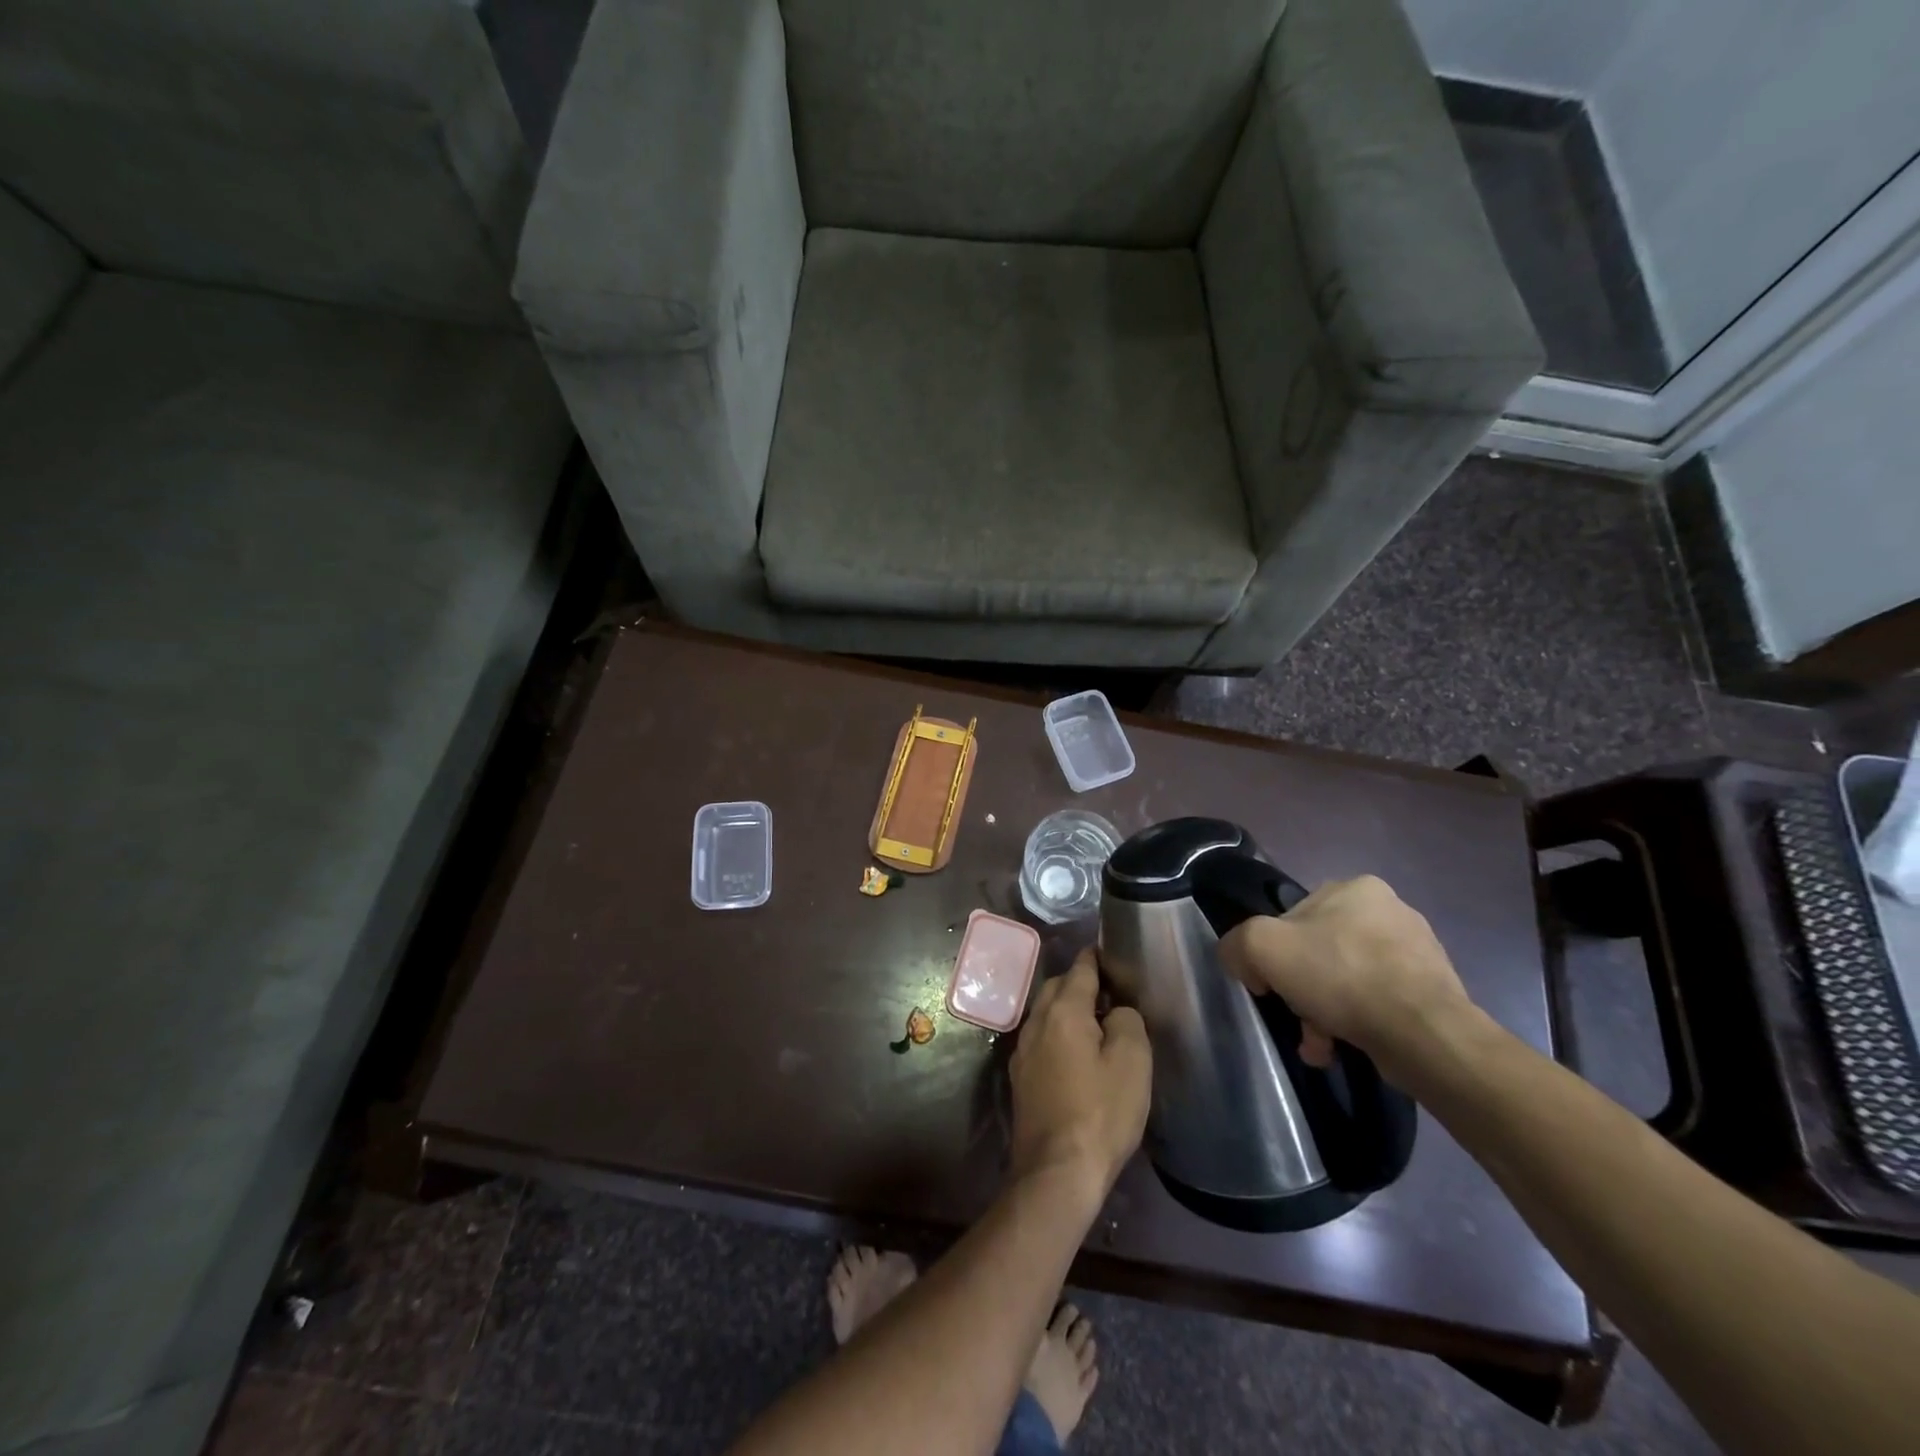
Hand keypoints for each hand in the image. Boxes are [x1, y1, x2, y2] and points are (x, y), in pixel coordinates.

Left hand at [1008, 947, 1151, 1206]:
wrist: (1056, 1171)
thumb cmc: (1101, 1112)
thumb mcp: (1132, 1061)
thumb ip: (1127, 1020)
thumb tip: (1116, 1010)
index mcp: (1063, 1011)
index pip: (1080, 968)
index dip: (1096, 957)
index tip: (1111, 952)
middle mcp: (1036, 1022)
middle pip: (1057, 987)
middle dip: (1080, 982)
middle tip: (1110, 991)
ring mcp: (1022, 1050)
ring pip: (1045, 1013)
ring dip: (1067, 1009)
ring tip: (1096, 1022)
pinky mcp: (1020, 1077)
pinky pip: (1041, 1039)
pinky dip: (1058, 1034)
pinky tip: (1075, 1053)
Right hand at [1218, 875, 1474, 1082]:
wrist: (1423, 1035)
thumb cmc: (1340, 976)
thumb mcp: (1262, 947)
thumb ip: (1237, 944)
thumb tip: (1243, 962)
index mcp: (1356, 887)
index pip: (1294, 917)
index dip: (1274, 953)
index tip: (1270, 985)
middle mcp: (1391, 910)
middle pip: (1321, 951)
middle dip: (1304, 989)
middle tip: (1298, 1019)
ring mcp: (1418, 951)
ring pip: (1349, 980)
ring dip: (1327, 1012)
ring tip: (1321, 1044)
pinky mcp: (1434, 990)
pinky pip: (1379, 1003)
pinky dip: (1358, 1023)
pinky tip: (1348, 1046)